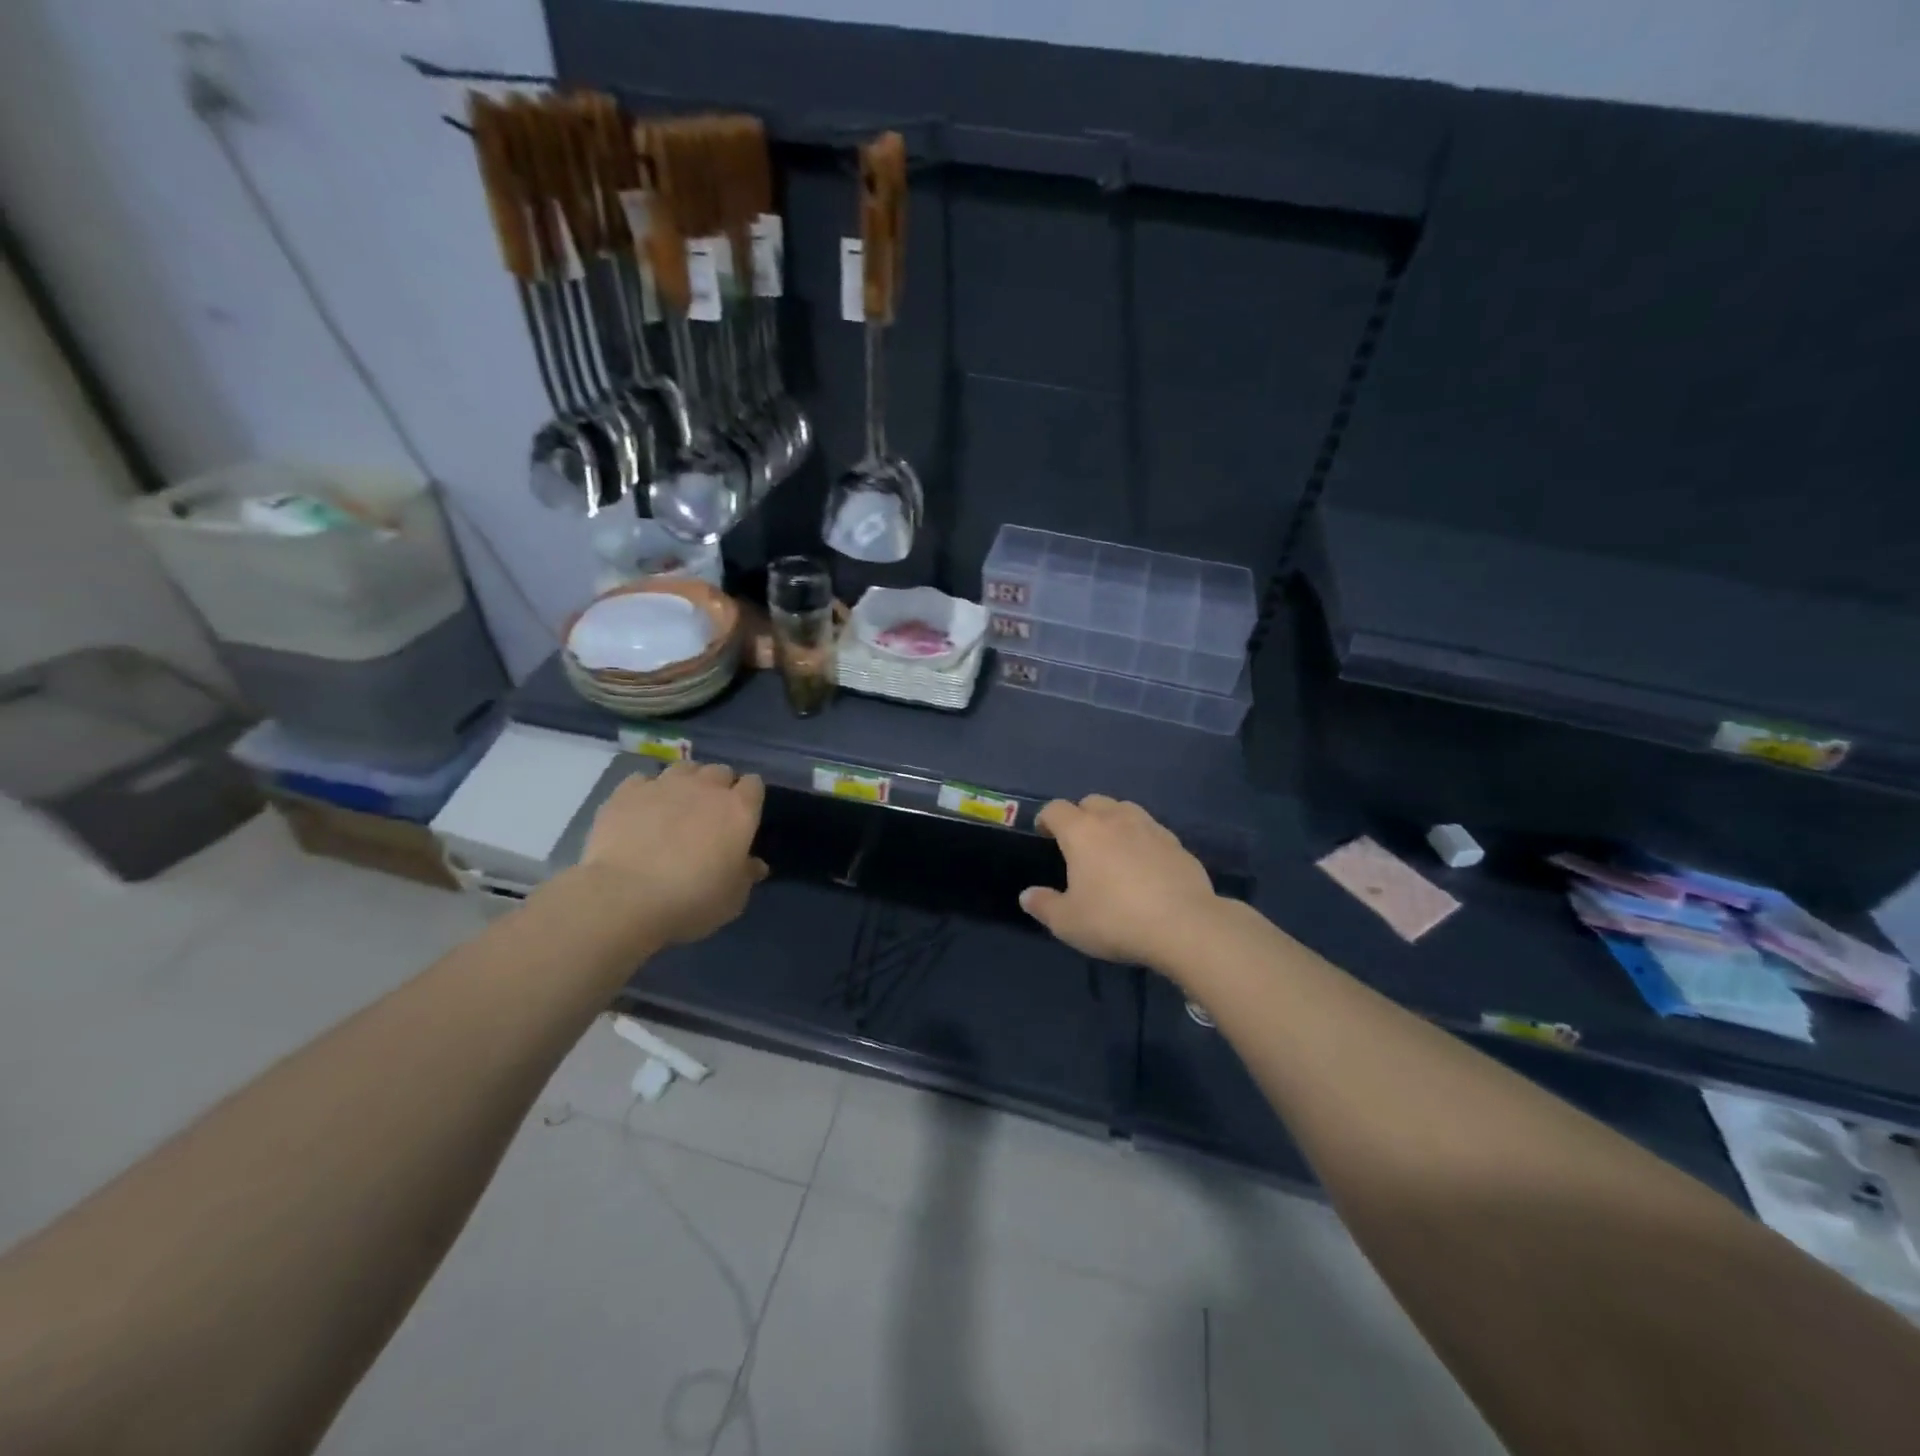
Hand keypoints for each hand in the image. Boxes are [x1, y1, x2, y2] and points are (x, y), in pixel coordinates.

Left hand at [578, 762, 767, 945]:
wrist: (624, 897)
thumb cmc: (692, 900)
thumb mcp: (732, 898)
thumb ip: (746, 875)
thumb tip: (755, 864)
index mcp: (739, 810)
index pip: (754, 784)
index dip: (749, 797)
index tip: (743, 815)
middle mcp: (706, 787)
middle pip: (719, 771)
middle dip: (718, 786)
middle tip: (710, 813)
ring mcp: (664, 785)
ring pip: (683, 768)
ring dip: (685, 782)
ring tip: (676, 806)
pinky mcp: (627, 791)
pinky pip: (643, 780)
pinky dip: (646, 791)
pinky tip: (640, 812)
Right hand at [1020, 796, 1220, 969]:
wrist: (1184, 925)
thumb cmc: (1115, 920)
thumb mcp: (1068, 922)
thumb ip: (1044, 905)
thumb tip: (1027, 895)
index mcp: (1082, 832)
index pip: (1056, 809)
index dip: (1046, 819)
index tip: (1044, 834)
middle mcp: (1115, 819)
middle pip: (1092, 801)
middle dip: (1081, 815)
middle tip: (1079, 843)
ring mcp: (1150, 827)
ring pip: (1125, 810)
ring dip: (1113, 821)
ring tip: (1112, 848)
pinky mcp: (1177, 843)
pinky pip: (1151, 831)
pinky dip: (1141, 840)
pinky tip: (1144, 866)